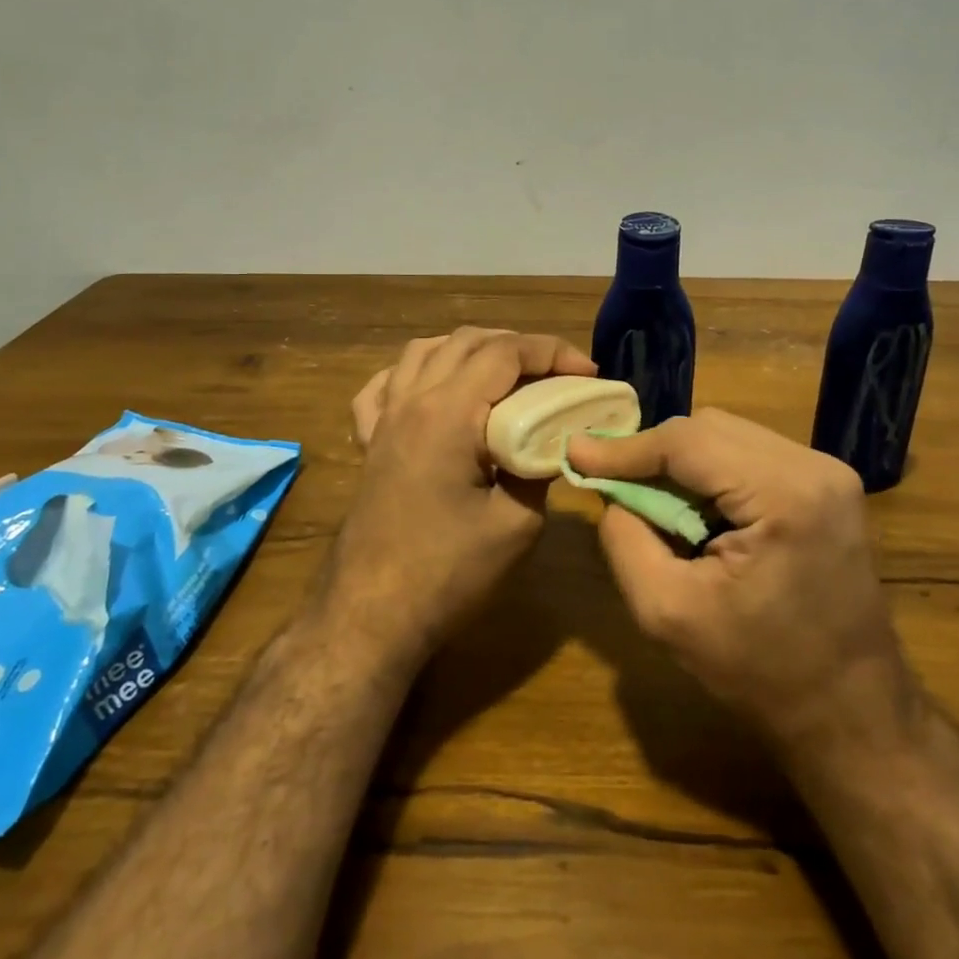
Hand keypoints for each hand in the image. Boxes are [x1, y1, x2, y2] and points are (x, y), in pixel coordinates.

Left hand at [329, 327, 596, 672]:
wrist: (370, 616)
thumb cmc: (447, 572)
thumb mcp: (516, 524)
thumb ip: (540, 469)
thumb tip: (553, 443)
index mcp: (449, 413)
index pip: (506, 353)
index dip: (552, 352)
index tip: (589, 372)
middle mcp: (412, 401)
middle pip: (468, 341)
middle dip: (519, 347)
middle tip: (557, 374)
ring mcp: (384, 419)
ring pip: (424, 351)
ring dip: (470, 349)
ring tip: (505, 373)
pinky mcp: (369, 443)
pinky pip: (386, 385)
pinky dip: (417, 371)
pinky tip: (434, 386)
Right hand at [568, 409, 919, 749]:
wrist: (851, 711)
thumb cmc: (760, 672)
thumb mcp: (668, 613)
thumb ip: (625, 540)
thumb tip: (608, 490)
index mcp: (786, 494)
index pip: (688, 441)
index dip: (626, 447)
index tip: (575, 454)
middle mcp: (815, 466)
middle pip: (710, 428)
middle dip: (654, 453)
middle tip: (612, 484)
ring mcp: (829, 471)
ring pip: (729, 436)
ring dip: (683, 463)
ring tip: (654, 504)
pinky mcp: (829, 485)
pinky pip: (751, 455)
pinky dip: (712, 473)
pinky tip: (697, 510)